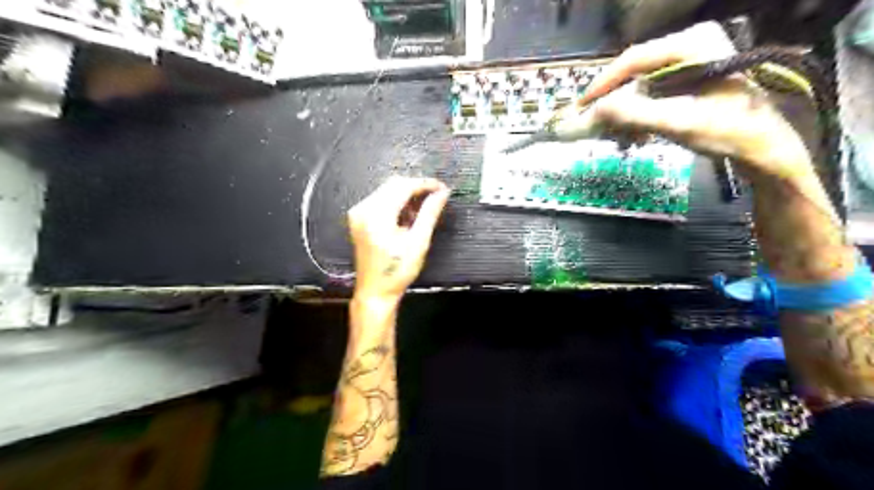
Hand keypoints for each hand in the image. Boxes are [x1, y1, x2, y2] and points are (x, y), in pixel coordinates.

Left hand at [347, 176, 449, 302]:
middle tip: (436, 197)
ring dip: (406, 195)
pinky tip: (407, 217)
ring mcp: (358, 213)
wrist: (375, 291)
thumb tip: (443, 193)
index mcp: (377, 215)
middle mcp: (364, 209)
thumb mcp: (419, 242)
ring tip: (423, 211)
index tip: (443, 188)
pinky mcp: (359, 219)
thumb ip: (430, 214)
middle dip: (416, 188)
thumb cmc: (397, 271)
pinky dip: (396, 203)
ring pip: (387, 191)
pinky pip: (380, 200)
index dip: (425, 184)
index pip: (403, 187)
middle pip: (393, 185)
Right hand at [582, 19, 816, 180]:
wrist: (763, 148)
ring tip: (622, 138)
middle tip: (597, 126)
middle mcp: (689, 45)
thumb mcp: (677, 122)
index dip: (603, 84)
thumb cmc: (727, 131)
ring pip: (640, 86)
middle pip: (635, 73)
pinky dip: (640, 116)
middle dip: (615, 103)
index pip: (633, 59)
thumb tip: (593, 111)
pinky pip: (652, 95)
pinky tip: (638, 136)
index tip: (581, 105)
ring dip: (627, 114)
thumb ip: (633, 114)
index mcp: (691, 44)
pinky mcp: (689, 80)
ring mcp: (690, 62)